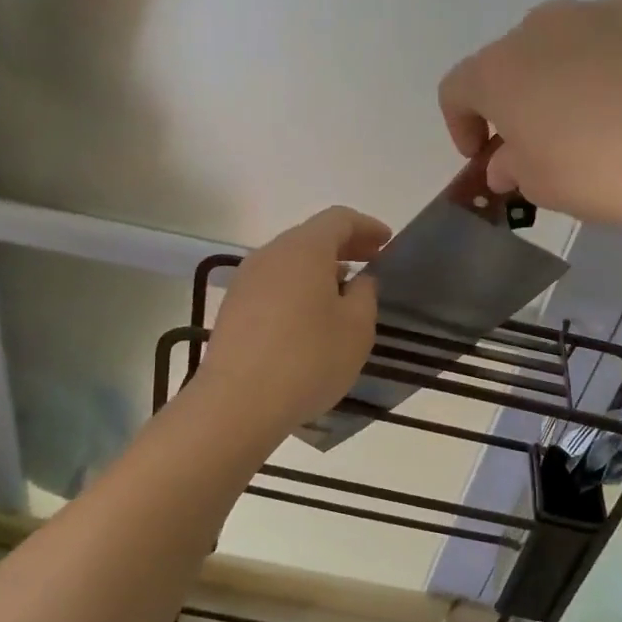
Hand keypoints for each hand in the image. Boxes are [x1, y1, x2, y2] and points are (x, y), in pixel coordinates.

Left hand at [199, 206, 391, 432]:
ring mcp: (246, 280)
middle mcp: (271, 254)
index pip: (339, 219)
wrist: (238, 402)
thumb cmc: (308, 359)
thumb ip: (365, 294)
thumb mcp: (356, 328)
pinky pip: (274, 284)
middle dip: (345, 246)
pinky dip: (298, 288)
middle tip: (371, 264)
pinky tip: (310, 317)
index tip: (387, 243)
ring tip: (343, 293)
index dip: (367, 227)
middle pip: (311, 236)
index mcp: (304, 248)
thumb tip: (358, 280)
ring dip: (320, 269)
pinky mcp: (233, 307)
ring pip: (290, 261)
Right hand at [439, 0, 621, 237]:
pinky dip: (611, 46)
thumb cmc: (595, 174)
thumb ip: (510, 166)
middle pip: (512, 59)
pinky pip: (614, 22)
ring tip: (591, 107)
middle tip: (537, 136)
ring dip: (562, 68)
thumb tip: (505, 162)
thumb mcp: (538, 185)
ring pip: (563, 36)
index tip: (480, 154)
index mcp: (498, 71)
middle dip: (516, 96)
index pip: (457, 90)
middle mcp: (540, 27)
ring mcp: (597, 9)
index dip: (461, 123)